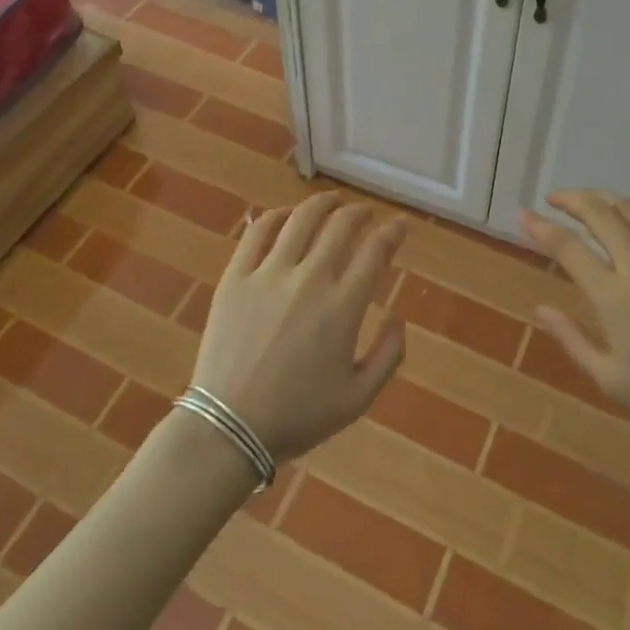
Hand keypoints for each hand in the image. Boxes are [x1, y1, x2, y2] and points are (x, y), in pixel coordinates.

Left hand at [191, 193, 406, 461]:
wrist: (229, 428)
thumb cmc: (298, 416)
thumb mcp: (358, 399)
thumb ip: (388, 356)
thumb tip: (398, 317)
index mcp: (343, 306)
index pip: (376, 250)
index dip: (393, 232)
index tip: (400, 226)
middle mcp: (310, 278)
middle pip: (341, 225)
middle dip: (360, 213)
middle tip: (365, 214)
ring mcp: (269, 273)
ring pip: (301, 219)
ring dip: (322, 204)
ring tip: (331, 201)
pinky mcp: (236, 276)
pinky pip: (258, 232)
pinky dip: (277, 216)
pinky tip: (286, 215)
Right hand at [521, 191, 629, 458]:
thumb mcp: (612, 380)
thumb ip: (572, 340)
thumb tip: (541, 309)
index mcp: (614, 296)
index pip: (568, 247)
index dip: (542, 227)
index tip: (525, 215)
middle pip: (600, 214)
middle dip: (571, 200)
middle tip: (555, 199)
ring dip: (606, 198)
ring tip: (590, 200)